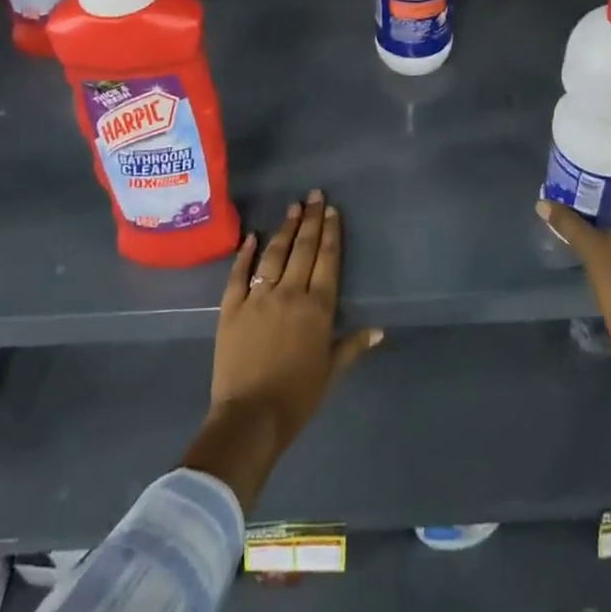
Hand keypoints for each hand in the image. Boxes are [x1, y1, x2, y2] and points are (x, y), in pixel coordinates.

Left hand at [181, 190, 381, 509]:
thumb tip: (379, 330)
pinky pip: (239, 274)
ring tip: (293, 207)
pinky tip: (252, 236)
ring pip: (274, 254)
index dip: (331, 233)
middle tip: (315, 195)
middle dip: (311, 220)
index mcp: (318, 308)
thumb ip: (352, 346)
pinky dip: (245, 253)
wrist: (250, 416)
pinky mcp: (231, 307)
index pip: (328, 261)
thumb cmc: (297, 397)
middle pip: (303, 249)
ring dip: (285, 229)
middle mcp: (289, 293)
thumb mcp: (331, 372)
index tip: (332, 210)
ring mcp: (258, 297)